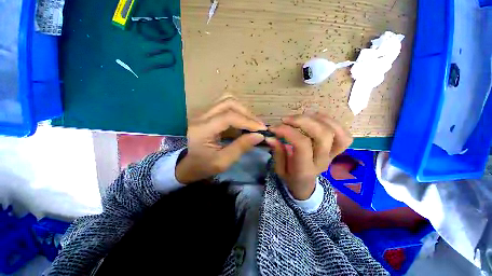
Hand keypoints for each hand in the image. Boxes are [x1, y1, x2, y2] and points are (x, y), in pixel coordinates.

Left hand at [175, 97, 266, 183]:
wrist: (186, 165)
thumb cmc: (203, 166)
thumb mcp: (223, 162)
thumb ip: (241, 147)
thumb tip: (259, 136)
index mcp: (203, 129)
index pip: (229, 117)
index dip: (248, 121)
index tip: (262, 129)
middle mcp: (201, 116)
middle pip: (228, 103)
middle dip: (247, 113)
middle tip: (258, 126)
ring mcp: (203, 113)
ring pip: (227, 100)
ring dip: (242, 110)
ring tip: (251, 123)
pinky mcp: (207, 114)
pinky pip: (225, 106)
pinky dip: (237, 111)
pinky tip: (243, 121)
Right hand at [266, 113, 352, 199]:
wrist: (305, 185)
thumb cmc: (290, 177)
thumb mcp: (279, 169)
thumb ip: (277, 153)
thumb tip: (271, 137)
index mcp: (305, 169)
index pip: (302, 144)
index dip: (287, 131)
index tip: (274, 128)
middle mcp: (322, 160)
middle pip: (322, 134)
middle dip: (302, 121)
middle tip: (285, 120)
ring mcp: (333, 154)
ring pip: (335, 131)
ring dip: (315, 119)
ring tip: (298, 117)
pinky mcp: (337, 149)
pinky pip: (343, 132)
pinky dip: (329, 121)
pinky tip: (314, 118)